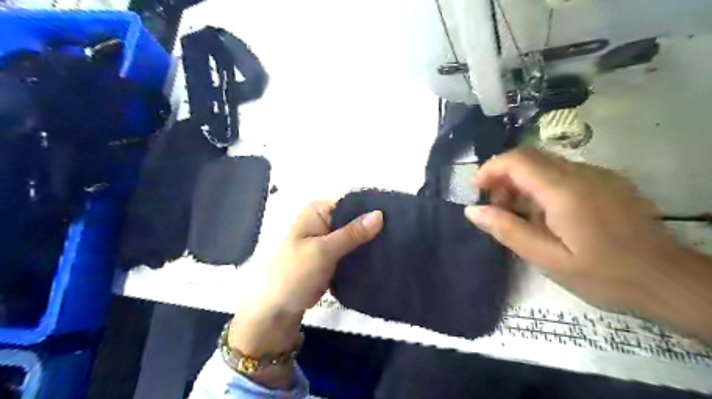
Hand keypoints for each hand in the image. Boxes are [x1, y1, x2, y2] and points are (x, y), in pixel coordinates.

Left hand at [228, 198, 383, 388]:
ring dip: (372, 239)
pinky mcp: (334, 256)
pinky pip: (354, 249)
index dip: (372, 205)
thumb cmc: (294, 273)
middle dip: (375, 223)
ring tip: (400, 241)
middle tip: (403, 229)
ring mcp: (329, 239)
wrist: (278, 309)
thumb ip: (352, 233)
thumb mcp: (323, 251)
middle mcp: (324, 220)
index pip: (350, 201)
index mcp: (318, 211)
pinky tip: (385, 254)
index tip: (398, 212)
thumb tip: (380, 214)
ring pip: (356, 234)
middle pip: (355, 218)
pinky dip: (366, 252)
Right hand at [463, 148, 711, 337]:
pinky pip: (564, 173)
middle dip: (503, 175)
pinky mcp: (607, 182)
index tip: (476, 189)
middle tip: (496, 206)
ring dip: (522, 181)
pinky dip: (542, 185)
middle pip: (530, 157)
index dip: (490, 168)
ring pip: (546, 164)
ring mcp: (598, 175)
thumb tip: (472, 210)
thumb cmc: (604, 275)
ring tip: (518, 213)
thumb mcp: (547, 259)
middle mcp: (581, 173)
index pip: (517, 160)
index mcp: (564, 191)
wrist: (669, 281)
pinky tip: (545, 214)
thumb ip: (507, 230)